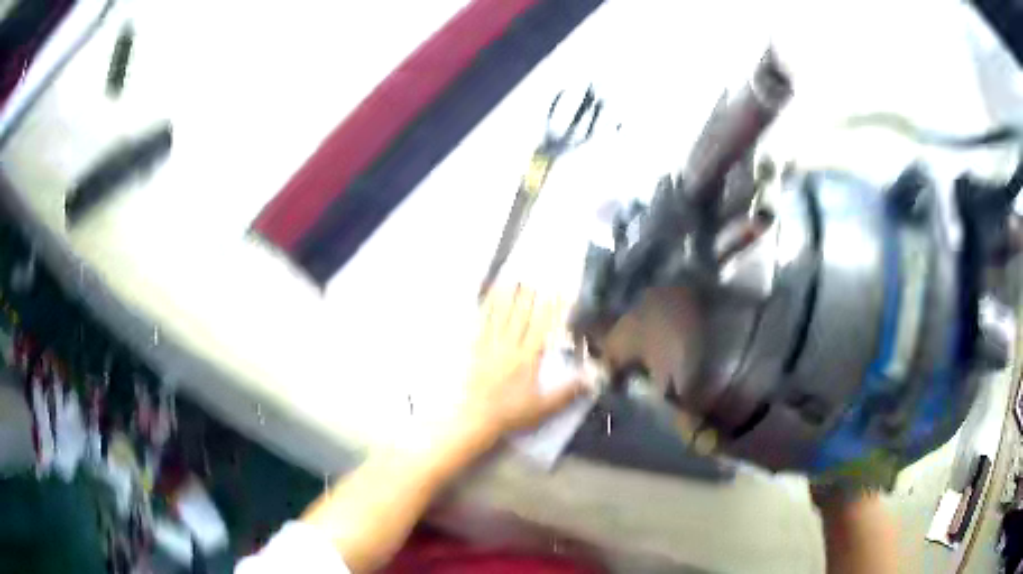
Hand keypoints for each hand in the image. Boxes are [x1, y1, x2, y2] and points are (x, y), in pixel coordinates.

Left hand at [457, 286, 584, 442]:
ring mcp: (490, 346)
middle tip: (533, 278)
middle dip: (528, 296)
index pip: (542, 327)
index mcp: (528, 358)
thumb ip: (568, 391)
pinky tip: (485, 301)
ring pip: (500, 316)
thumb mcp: (544, 407)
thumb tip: (593, 377)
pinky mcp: (474, 351)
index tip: (558, 292)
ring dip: (506, 297)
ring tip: (510, 280)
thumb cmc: (511, 413)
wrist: (476, 418)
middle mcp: (509, 346)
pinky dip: (484, 311)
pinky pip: (480, 326)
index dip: (551, 308)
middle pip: (520, 316)